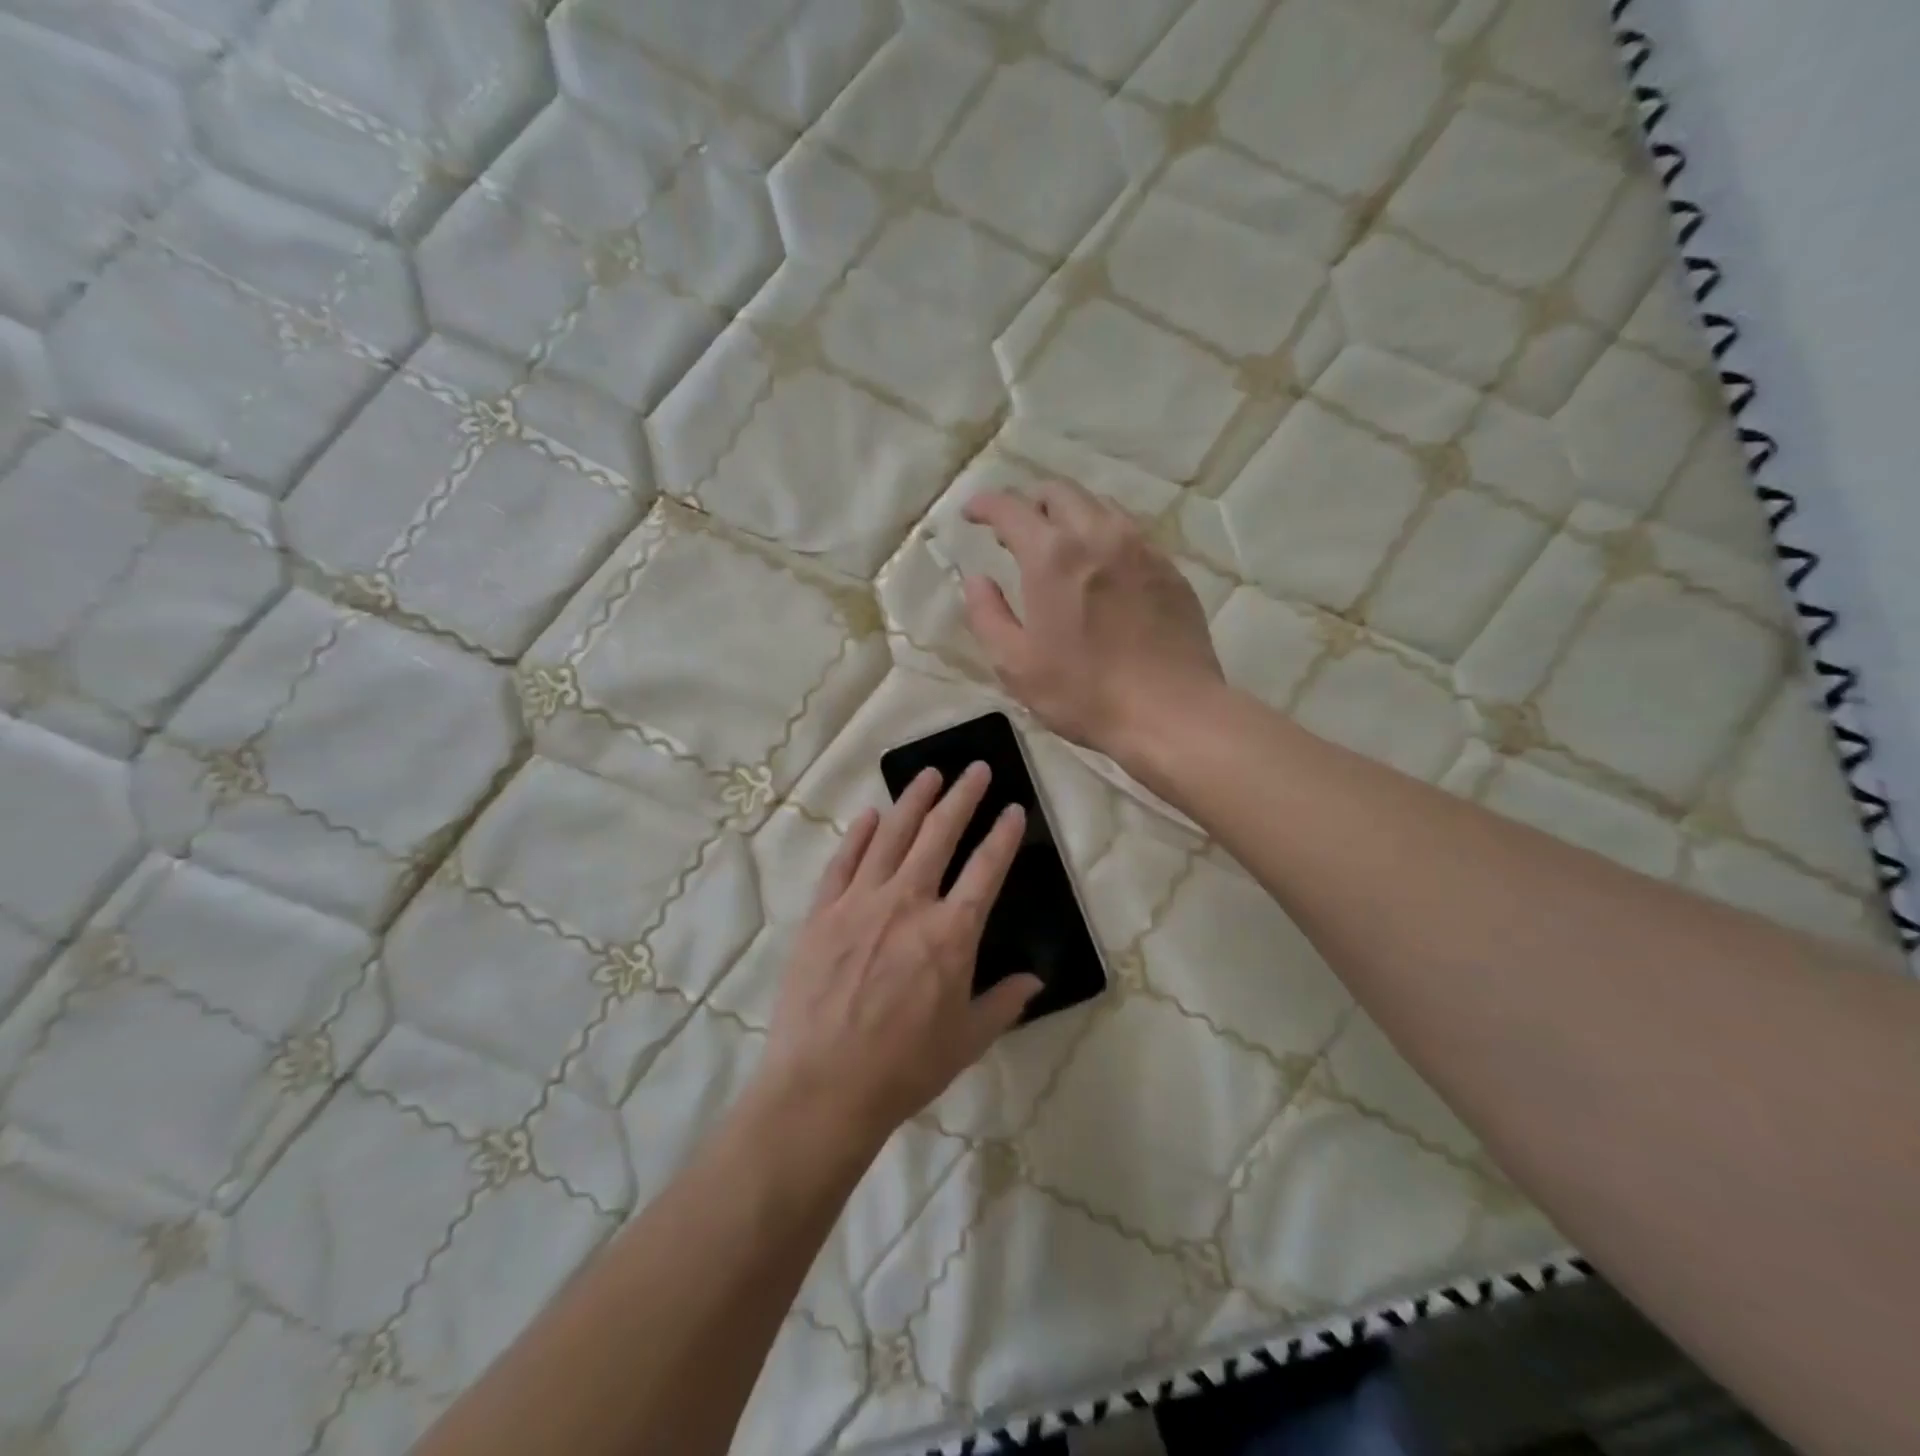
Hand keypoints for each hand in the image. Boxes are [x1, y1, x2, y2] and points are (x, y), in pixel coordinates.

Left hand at [757, 763, 1041, 1151]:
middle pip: (940, 834)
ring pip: (892, 835)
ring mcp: (861, 902)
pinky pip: (844, 861)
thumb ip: (1005, 1002)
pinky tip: (871, 815)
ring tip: (928, 773)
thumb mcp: (967, 1040)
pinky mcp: (823, 912)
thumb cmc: (904, 1068)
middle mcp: (908, 903)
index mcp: (951, 933)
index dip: (1004, 834)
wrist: (822, 1087)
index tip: (1014, 808)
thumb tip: (1036, 979)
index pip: (986, 868)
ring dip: (913, 800)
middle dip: (963, 796)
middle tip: (977, 768)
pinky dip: (859, 834)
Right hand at [962, 479, 1225, 763]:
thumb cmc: (1084, 694)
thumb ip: (987, 615)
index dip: (985, 505)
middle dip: (1030, 502)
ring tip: (1059, 545)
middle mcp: (1098, 535)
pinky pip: (1130, 533)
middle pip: (1060, 492)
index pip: (1011, 508)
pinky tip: (1102, 569)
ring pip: (1099, 505)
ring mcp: (1141, 548)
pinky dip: (1104, 536)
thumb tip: (977, 579)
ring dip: (1070, 514)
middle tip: (1015, 531)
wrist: (1171, 712)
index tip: (971, 513)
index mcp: (1052, 556)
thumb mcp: (1015, 665)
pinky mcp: (1169, 568)